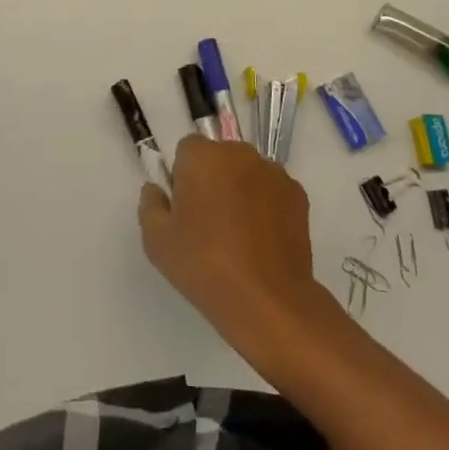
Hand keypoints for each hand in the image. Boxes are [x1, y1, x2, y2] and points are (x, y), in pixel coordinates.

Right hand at [139, 137, 326, 350]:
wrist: (267, 300)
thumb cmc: (204, 265)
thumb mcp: (157, 241)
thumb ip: (150, 205)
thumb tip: (156, 189)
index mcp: (203, 156)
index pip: (187, 149)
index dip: (182, 176)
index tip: (185, 208)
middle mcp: (240, 153)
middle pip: (219, 156)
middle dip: (213, 178)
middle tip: (209, 221)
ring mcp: (273, 172)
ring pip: (247, 172)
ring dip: (240, 189)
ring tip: (239, 234)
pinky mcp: (298, 195)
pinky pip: (272, 190)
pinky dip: (266, 205)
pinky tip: (262, 240)